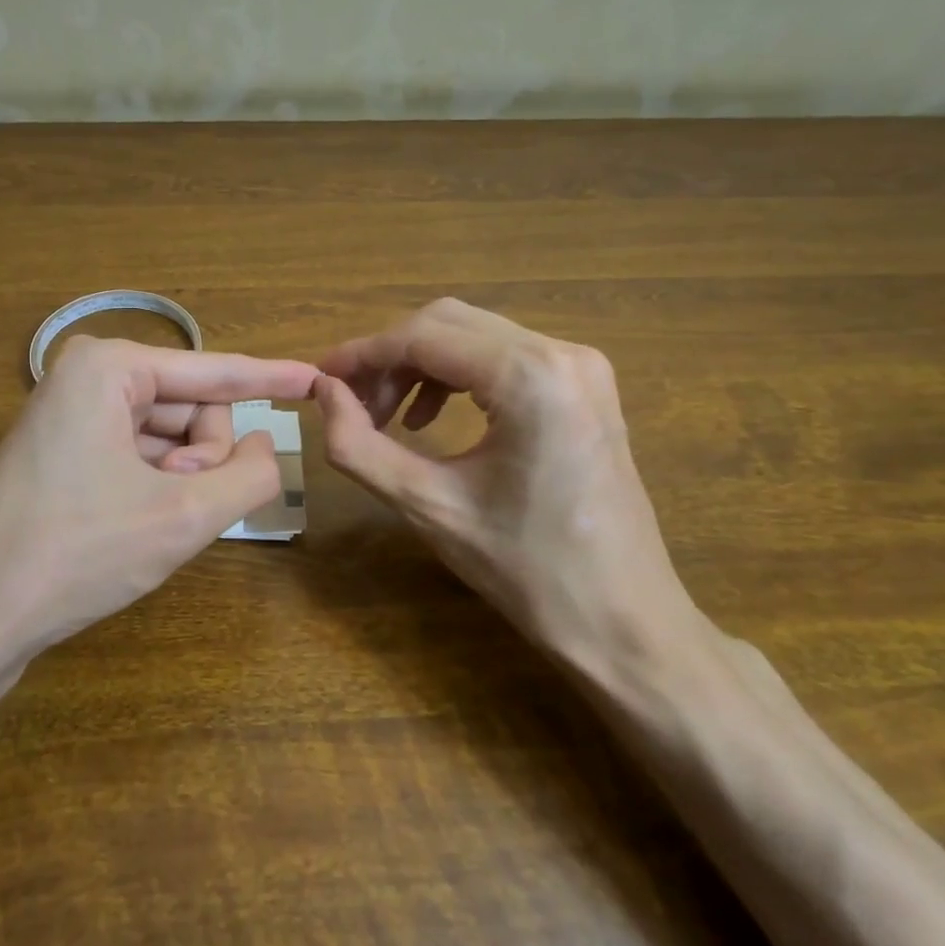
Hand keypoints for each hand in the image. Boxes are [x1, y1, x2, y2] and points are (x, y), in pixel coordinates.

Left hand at [0, 337, 317, 665]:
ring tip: (154, 523)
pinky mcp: (60, 453)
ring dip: (180, 479)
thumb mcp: (182, 516)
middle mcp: (86, 377)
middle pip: (190, 408)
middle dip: (202, 458)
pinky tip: (137, 525)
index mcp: (109, 368)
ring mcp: (68, 415)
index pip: (215, 372)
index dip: (271, 378)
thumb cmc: (76, 555)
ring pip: (167, 437)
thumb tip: (267, 446)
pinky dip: (155, 487)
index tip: (316, 378)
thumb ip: (249, 476)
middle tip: (180, 506)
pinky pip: (136, 455)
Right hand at [315, 299, 702, 670]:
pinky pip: (505, 358)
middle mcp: (561, 351)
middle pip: (448, 324)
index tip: (320, 379)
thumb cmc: (527, 572)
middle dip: (390, 358)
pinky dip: (458, 377)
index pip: (423, 336)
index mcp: (529, 376)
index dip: (362, 354)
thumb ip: (359, 445)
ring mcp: (581, 365)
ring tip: (389, 419)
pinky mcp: (585, 386)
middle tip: (353, 405)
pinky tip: (433, 421)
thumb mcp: (428, 506)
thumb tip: (323, 392)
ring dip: (421, 366)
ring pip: (475, 336)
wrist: (624, 621)